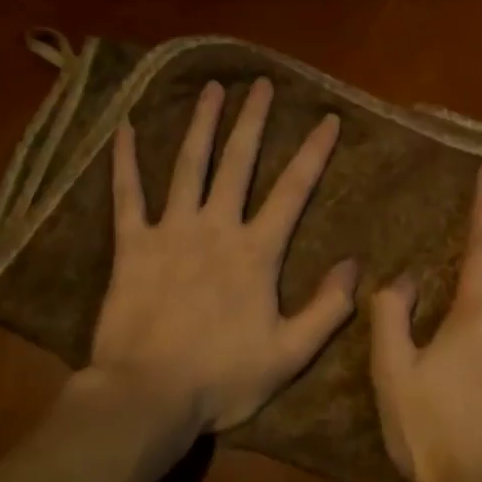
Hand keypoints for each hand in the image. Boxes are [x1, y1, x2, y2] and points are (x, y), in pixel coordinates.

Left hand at [88, 78, 356, 432]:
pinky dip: (125, 161)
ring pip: (189, 166)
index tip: (327, 117)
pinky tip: (126, 129)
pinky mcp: (132, 245)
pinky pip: (127, 196)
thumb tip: (355, 265)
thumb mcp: (288, 355)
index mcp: (255, 251)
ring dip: (201, 124)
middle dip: (252, 120)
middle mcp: (216, 227)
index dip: (313, 151)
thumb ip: (326, 310)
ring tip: (212, 89)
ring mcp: (171, 231)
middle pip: (238, 162)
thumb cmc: (220, 378)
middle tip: (261, 84)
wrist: (146, 397)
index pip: (293, 190)